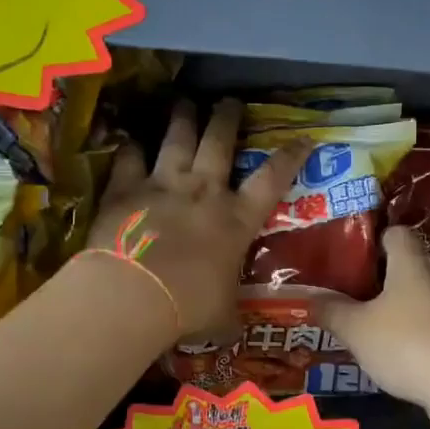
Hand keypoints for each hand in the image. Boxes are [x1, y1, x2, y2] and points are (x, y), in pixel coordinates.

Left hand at [89, 99, 306, 339]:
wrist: (134, 295)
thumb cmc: (190, 307)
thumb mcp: (223, 315)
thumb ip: (230, 312)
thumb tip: (235, 328)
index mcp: (236, 220)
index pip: (272, 179)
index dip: (290, 156)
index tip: (303, 137)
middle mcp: (204, 191)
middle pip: (219, 142)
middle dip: (227, 118)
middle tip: (229, 101)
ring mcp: (163, 185)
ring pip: (177, 139)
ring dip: (183, 118)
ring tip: (185, 102)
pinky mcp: (126, 189)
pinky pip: (129, 159)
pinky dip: (131, 148)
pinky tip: (131, 139)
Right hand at [316, 227, 429, 410]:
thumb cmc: (407, 345)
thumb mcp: (356, 330)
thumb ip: (332, 311)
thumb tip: (313, 298)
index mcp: (412, 263)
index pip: (396, 233)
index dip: (375, 240)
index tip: (353, 259)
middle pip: (410, 266)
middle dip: (383, 279)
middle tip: (354, 297)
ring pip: (424, 297)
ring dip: (401, 308)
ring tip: (373, 329)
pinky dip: (419, 333)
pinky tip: (401, 355)